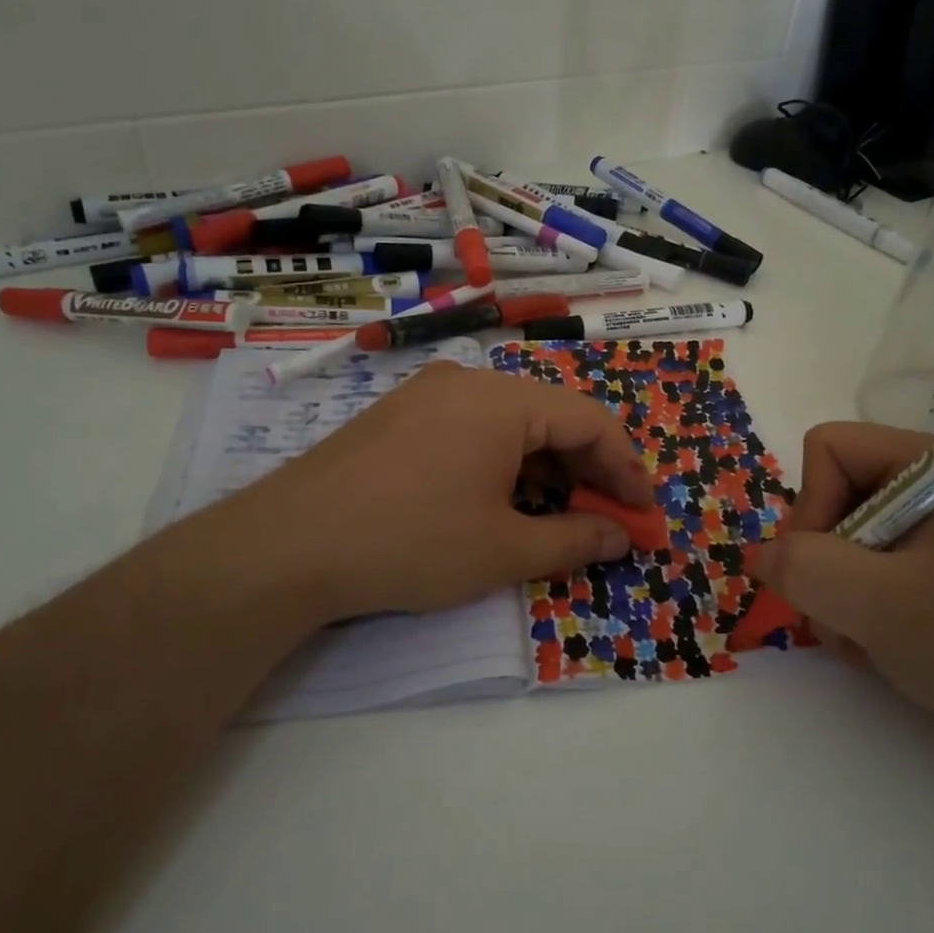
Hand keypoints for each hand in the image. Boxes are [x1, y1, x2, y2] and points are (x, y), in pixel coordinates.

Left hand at [171, 363, 651, 624]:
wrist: (287, 546)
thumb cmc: (409, 543)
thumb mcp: (502, 550)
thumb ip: (575, 540)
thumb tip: (621, 537)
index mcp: (502, 400)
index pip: (590, 420)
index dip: (626, 467)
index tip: (645, 511)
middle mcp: (468, 382)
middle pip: (552, 415)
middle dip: (588, 467)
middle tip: (610, 516)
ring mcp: (428, 394)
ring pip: (512, 422)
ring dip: (547, 464)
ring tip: (563, 511)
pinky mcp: (400, 416)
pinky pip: (473, 428)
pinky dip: (505, 460)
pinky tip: (505, 496)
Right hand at [747, 422, 933, 780]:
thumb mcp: (887, 606)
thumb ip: (807, 569)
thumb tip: (757, 555)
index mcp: (931, 465)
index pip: (829, 448)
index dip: (811, 503)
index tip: (826, 567)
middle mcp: (929, 487)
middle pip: (830, 495)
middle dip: (821, 560)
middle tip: (842, 615)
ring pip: (841, 539)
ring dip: (835, 593)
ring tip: (866, 640)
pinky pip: (866, 571)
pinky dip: (857, 610)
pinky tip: (881, 647)